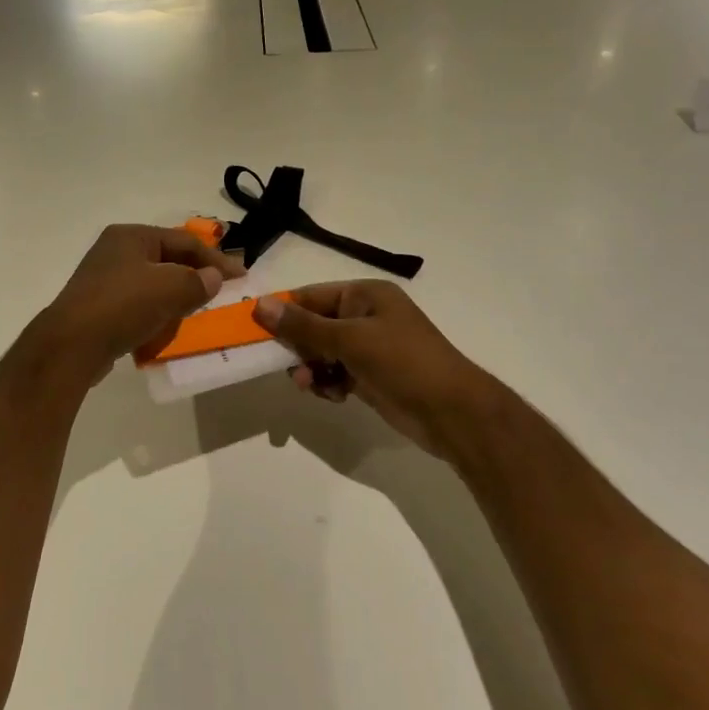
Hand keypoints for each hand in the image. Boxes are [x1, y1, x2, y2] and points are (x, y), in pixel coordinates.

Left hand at [39, 225, 245, 382]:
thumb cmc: (123, 305)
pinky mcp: (98, 307)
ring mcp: (103, 279)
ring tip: (196, 312)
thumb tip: (213, 278)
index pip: (183, 240)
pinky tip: (166, 329)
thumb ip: (197, 281)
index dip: (215, 258)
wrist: (72, 345)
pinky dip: (155, 314)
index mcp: (130, 235)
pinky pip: (137, 305)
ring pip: (152, 283)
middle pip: (167, 259)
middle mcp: (115, 250)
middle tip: (220, 292)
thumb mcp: (169, 288)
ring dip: (175, 297)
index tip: (241, 276)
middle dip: (194, 276)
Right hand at [253, 282, 509, 459]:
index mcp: (365, 295)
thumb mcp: (350, 340)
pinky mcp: (370, 375)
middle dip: (298, 346)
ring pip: (322, 352)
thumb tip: (261, 305)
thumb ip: (303, 325)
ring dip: (312, 368)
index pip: (311, 296)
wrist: (454, 414)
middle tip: (285, 366)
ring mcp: (369, 347)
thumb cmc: (404, 363)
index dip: (283, 311)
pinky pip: (335, 373)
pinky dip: (328, 383)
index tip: (254, 329)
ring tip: (311, 386)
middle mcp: (365, 316)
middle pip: (314, 325)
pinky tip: (333, 396)